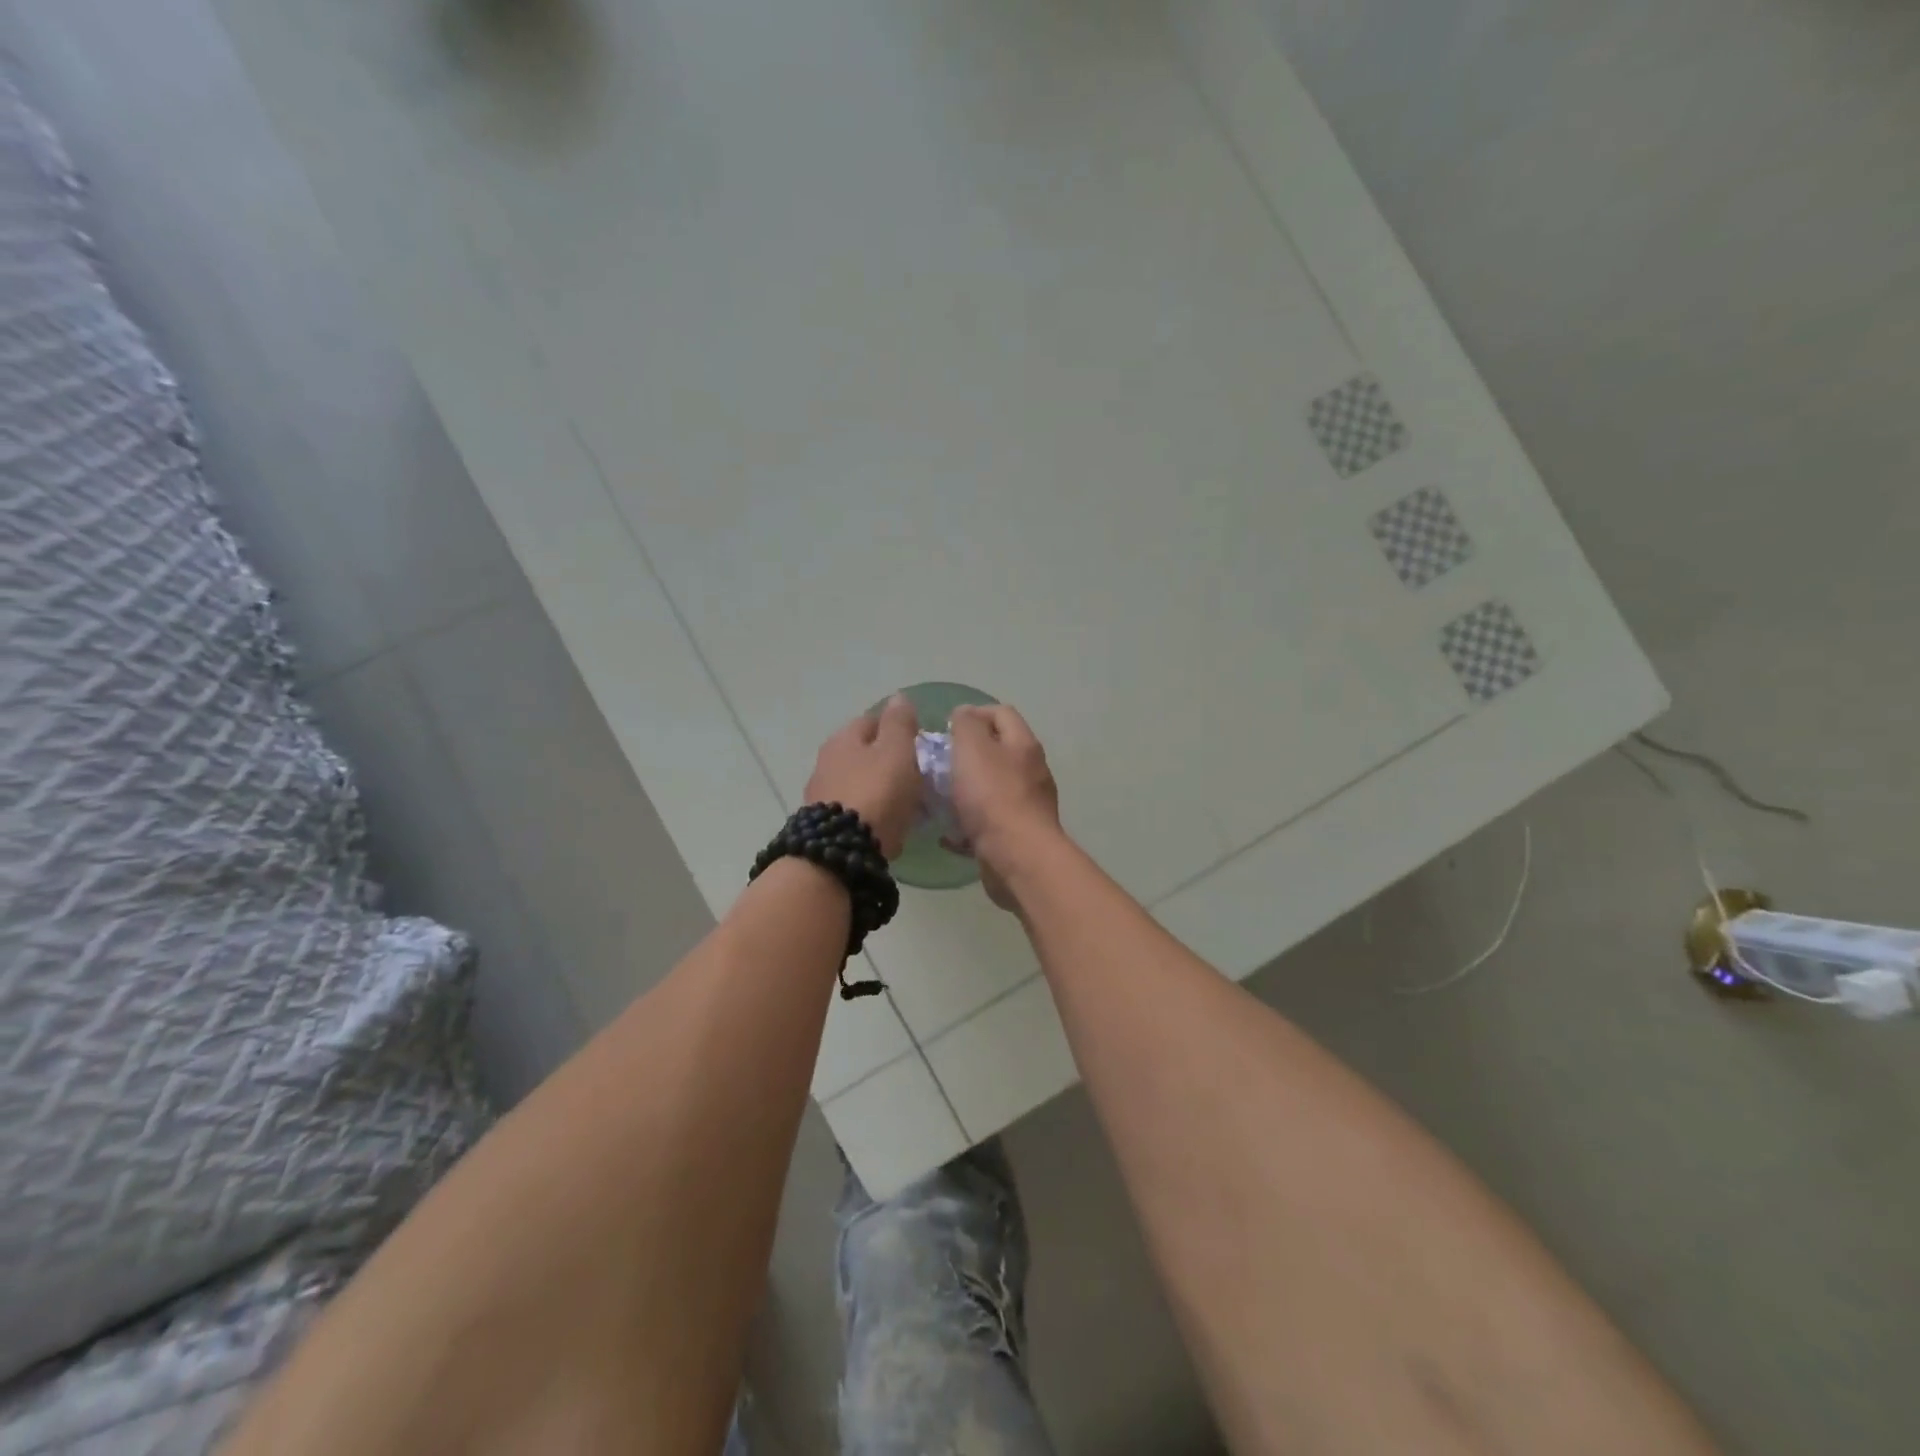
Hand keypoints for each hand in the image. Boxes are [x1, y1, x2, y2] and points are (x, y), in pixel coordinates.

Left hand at [804, 695, 922, 858]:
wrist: (843, 848)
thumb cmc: (877, 792)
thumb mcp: (897, 751)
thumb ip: (900, 723)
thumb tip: (899, 697)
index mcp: (844, 737)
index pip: (872, 720)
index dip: (897, 728)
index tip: (919, 744)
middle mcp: (826, 760)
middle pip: (862, 752)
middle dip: (886, 760)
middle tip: (914, 775)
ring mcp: (821, 792)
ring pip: (856, 780)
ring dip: (877, 786)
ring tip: (902, 802)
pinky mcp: (823, 822)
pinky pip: (852, 808)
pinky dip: (868, 810)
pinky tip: (883, 822)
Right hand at [948, 704, 1061, 908]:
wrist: (1017, 857)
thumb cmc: (992, 796)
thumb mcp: (972, 749)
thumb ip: (966, 725)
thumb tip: (965, 713)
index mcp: (1023, 744)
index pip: (1001, 713)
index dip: (974, 713)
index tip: (946, 727)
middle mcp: (1031, 771)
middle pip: (999, 751)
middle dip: (967, 753)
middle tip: (938, 762)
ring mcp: (1028, 805)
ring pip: (993, 787)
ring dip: (967, 789)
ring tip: (938, 796)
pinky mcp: (1019, 834)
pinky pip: (990, 821)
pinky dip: (969, 822)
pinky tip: (949, 833)